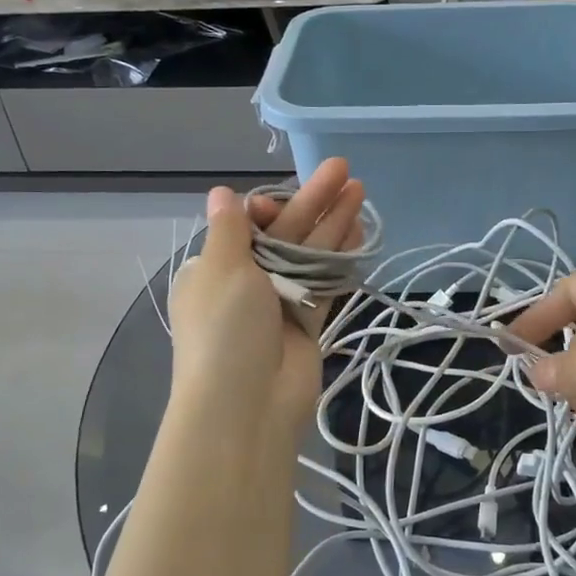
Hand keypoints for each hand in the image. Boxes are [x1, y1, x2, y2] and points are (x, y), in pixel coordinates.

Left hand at [167, 159, 366, 442]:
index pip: (247, 225)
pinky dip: (341, 258)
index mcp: (214, 268)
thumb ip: (230, 229)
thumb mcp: (220, 270)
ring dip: (333, 223)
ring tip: (361, 190)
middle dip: (313, 201)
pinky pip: (326, 282)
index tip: (281, 205)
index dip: (270, 207)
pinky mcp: (308, 322)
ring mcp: (279, 303)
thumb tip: (221, 192)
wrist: (245, 405)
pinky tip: (361, 231)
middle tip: (344, 169)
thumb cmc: (224, 329)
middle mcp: (246, 282)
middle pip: (284, 233)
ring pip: (310, 255)